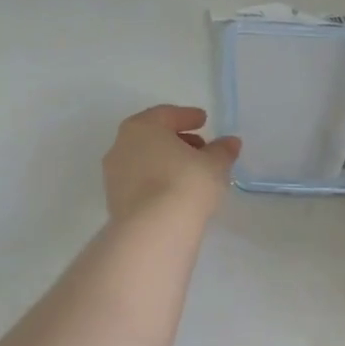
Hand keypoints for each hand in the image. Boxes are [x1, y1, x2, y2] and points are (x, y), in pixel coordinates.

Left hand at [102, 105, 240, 224]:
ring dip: (166, 162)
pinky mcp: (114, 201)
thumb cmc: (185, 184)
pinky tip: (175, 193)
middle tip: (201, 148)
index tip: (203, 120)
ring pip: (144, 161)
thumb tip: (230, 142)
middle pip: (152, 137)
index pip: (166, 114)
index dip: (187, 116)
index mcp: (142, 127)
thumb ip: (222, 150)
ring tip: (191, 173)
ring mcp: (114, 175)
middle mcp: (121, 146)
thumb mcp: (214, 164)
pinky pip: (140, 183)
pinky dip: (157, 182)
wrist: (153, 230)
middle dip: (177, 140)